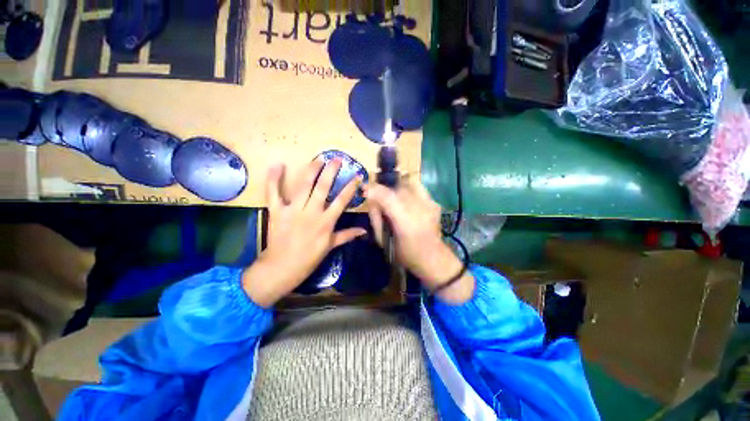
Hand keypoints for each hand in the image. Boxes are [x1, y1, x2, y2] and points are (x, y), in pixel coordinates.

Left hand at [242, 159, 365, 306]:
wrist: (281, 268)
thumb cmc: (309, 258)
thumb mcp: (330, 246)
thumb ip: (347, 235)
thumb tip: (364, 231)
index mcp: (326, 222)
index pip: (342, 200)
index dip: (351, 187)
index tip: (357, 176)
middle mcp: (311, 212)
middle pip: (323, 188)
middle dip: (331, 171)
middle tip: (336, 159)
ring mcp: (293, 210)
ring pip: (303, 186)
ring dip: (311, 170)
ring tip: (318, 159)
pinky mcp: (277, 211)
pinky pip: (274, 192)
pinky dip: (274, 178)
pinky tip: (277, 165)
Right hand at [364, 178, 473, 303]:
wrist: (433, 258)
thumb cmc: (405, 254)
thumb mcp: (383, 241)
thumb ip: (375, 219)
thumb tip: (371, 200)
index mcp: (404, 222)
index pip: (387, 197)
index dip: (374, 189)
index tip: (365, 188)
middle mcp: (419, 209)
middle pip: (397, 187)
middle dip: (385, 190)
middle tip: (381, 200)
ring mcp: (429, 204)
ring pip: (409, 183)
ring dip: (398, 188)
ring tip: (395, 198)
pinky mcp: (435, 203)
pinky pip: (419, 188)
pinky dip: (410, 191)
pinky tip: (408, 202)